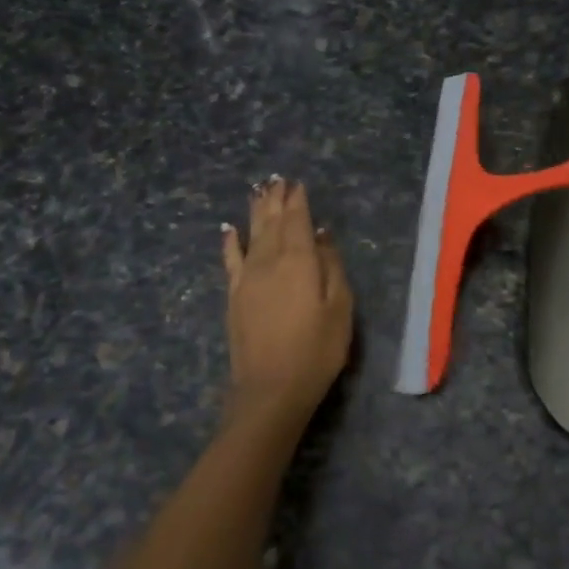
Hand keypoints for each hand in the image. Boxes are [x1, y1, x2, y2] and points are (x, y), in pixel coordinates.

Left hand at [221, 177, 353, 436]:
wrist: (271, 388)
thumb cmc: (317, 349)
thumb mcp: (340, 308)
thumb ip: (331, 267)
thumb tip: (321, 235)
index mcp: (299, 260)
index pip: (297, 220)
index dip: (297, 201)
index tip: (297, 184)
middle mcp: (269, 260)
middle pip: (272, 222)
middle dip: (275, 199)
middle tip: (277, 179)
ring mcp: (248, 277)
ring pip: (252, 234)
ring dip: (256, 211)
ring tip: (259, 191)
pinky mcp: (234, 296)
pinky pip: (231, 260)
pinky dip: (230, 242)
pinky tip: (229, 229)